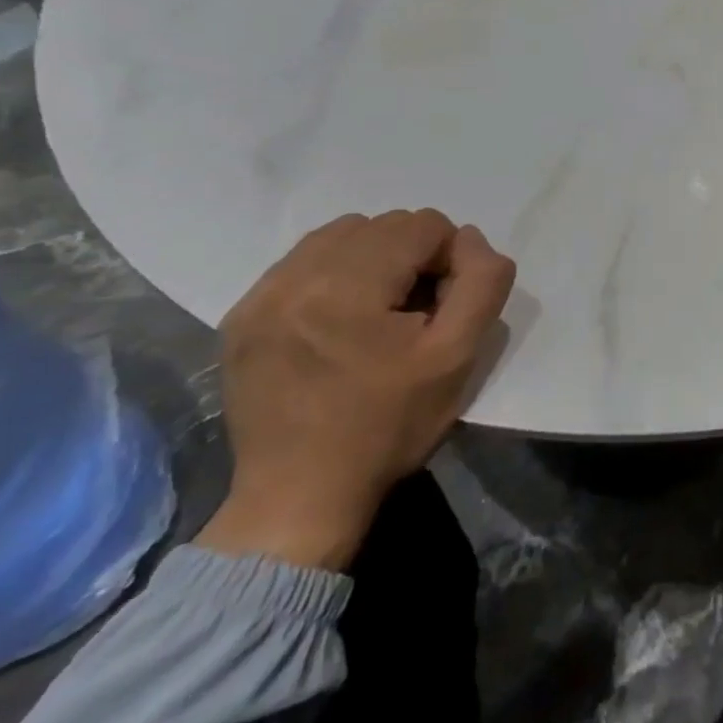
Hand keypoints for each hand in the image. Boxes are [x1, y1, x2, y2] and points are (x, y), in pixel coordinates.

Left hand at [196, 210, 515, 569]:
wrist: (300, 497)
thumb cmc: (389, 426)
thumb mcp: (459, 356)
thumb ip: (481, 283)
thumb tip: (469, 240)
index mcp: (346, 287)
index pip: (422, 225)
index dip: (449, 259)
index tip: (442, 309)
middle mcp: (293, 278)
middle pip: (381, 225)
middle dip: (411, 256)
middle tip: (415, 312)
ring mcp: (259, 296)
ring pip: (340, 236)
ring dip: (373, 259)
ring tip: (378, 312)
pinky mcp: (241, 317)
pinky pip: (302, 262)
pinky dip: (334, 275)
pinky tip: (340, 320)